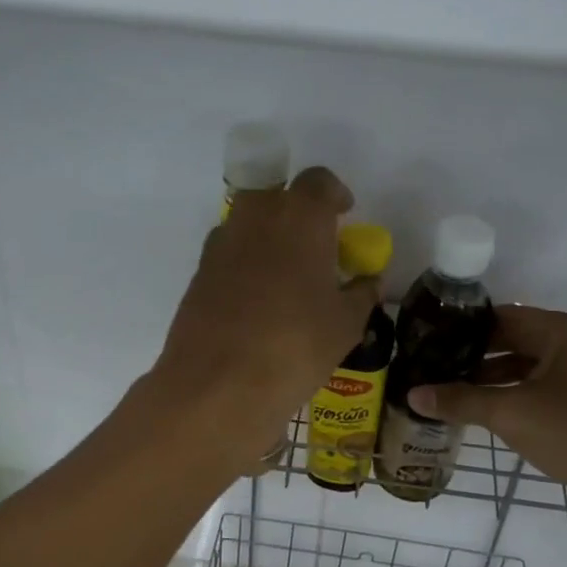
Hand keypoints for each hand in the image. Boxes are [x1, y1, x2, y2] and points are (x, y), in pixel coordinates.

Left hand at [147, 166, 379, 472]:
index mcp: (299, 217)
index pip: (318, 181)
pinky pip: (229, 255)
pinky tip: (258, 303)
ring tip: (287, 278)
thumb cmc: (295, 345)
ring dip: (269, 239)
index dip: (334, 194)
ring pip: (249, 225)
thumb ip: (361, 294)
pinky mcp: (198, 274)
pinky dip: (245, 266)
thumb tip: (368, 282)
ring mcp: (220, 244)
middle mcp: (255, 218)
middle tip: (316, 246)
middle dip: (297, 213)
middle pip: (277, 196)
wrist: (217, 384)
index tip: (344, 214)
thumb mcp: (346, 324)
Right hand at [406, 305, 566, 524]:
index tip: (429, 341)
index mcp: (564, 331)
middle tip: (433, 367)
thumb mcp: (510, 414)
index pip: (502, 317)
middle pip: (515, 339)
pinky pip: (541, 387)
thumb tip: (412, 394)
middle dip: (474, 355)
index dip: (464, 329)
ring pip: (527, 366)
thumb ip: (460, 401)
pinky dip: (513, 394)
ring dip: (492, 378)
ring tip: (450, 391)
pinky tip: (485, 411)